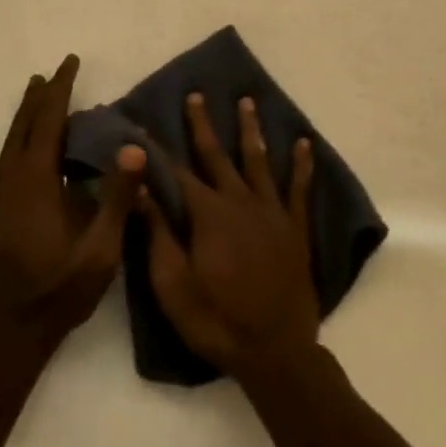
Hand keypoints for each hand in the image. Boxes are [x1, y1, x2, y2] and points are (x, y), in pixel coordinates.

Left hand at [0, 56, 144, 340]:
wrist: (11, 330)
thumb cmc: (61, 287)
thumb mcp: (101, 247)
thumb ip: (118, 196)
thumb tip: (133, 147)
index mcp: (35, 179)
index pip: (49, 120)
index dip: (60, 89)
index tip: (70, 62)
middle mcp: (11, 178)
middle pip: (25, 124)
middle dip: (41, 96)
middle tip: (54, 73)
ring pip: (11, 140)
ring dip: (28, 115)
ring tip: (39, 96)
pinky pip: (7, 157)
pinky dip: (20, 137)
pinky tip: (29, 146)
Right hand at [143, 93, 318, 379]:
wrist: (274, 351)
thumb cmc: (216, 320)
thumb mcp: (173, 284)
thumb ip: (158, 233)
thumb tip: (142, 189)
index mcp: (207, 214)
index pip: (177, 172)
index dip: (158, 149)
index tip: (144, 124)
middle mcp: (240, 201)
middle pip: (218, 155)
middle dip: (204, 125)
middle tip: (197, 95)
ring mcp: (272, 212)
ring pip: (259, 160)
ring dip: (251, 130)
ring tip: (247, 101)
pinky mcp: (295, 228)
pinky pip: (300, 189)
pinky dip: (301, 165)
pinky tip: (304, 143)